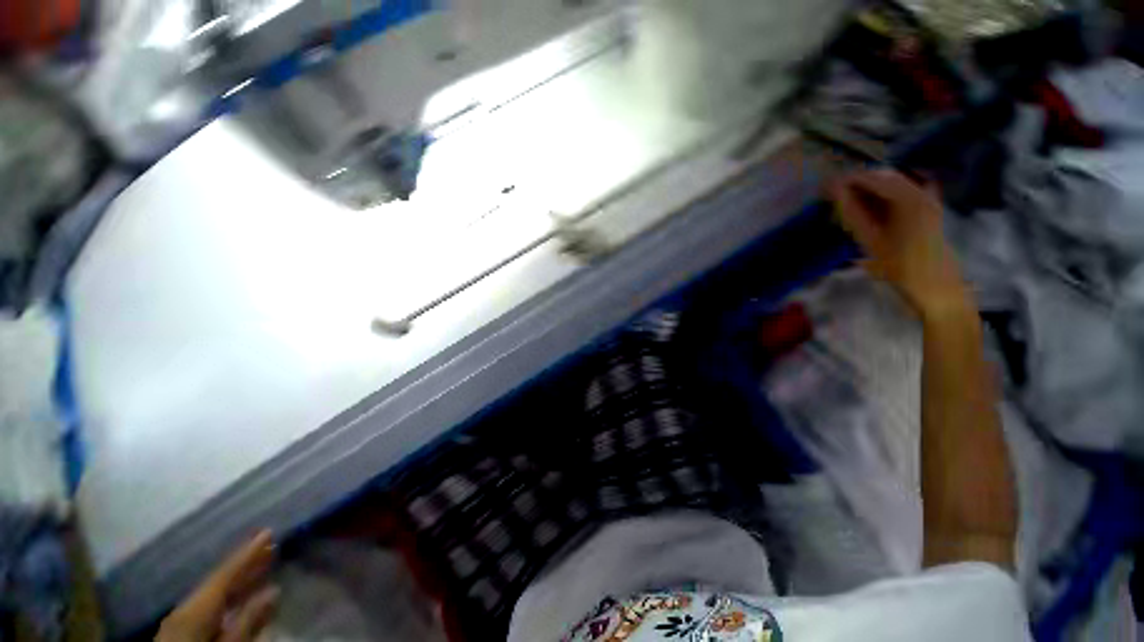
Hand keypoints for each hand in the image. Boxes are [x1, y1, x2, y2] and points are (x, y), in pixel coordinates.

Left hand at [156, 532, 278, 641]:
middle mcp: (185, 608)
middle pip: (218, 581)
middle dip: (245, 564)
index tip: (268, 531)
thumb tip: (274, 591)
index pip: (224, 574)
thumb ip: (247, 623)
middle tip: (270, 544)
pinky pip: (208, 606)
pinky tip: (242, 596)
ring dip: (239, 580)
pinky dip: (228, 597)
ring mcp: (180, 620)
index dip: (248, 553)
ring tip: (262, 565)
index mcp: (194, 608)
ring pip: (213, 594)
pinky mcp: (181, 632)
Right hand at [829, 169, 969, 318]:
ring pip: (890, 183)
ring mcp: (926, 197)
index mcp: (907, 198)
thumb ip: (852, 212)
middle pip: (882, 176)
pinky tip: (866, 208)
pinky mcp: (926, 206)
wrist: (936, 284)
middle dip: (857, 183)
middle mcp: (919, 191)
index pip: (871, 178)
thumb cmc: (901, 265)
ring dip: (867, 189)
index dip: (846, 181)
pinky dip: (879, 196)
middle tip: (832, 195)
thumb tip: (834, 192)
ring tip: (845, 202)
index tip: (824, 188)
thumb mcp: (870, 240)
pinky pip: (899, 192)